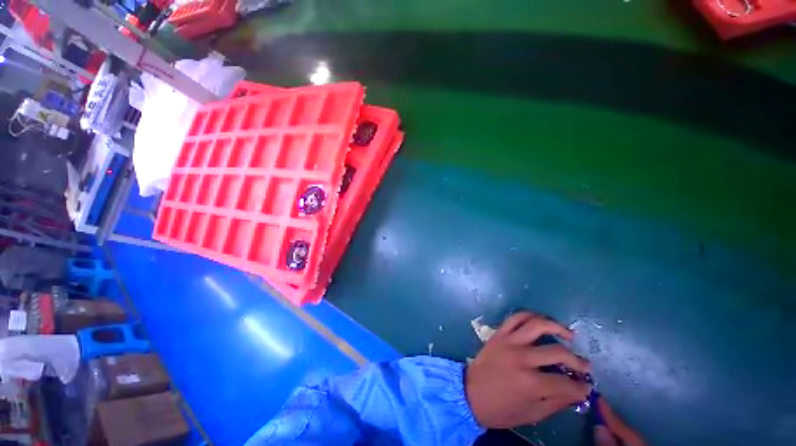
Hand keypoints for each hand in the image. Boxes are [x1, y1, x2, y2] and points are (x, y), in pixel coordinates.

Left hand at [465, 312, 591, 428]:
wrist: (469, 393)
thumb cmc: (500, 409)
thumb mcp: (532, 414)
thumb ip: (557, 402)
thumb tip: (579, 391)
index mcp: (530, 383)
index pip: (566, 383)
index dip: (581, 387)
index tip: (587, 386)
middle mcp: (521, 358)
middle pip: (557, 352)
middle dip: (577, 360)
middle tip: (584, 366)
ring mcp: (508, 342)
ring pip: (536, 325)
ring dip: (557, 327)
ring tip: (569, 335)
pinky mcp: (498, 333)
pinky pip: (516, 318)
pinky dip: (531, 316)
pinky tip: (541, 321)